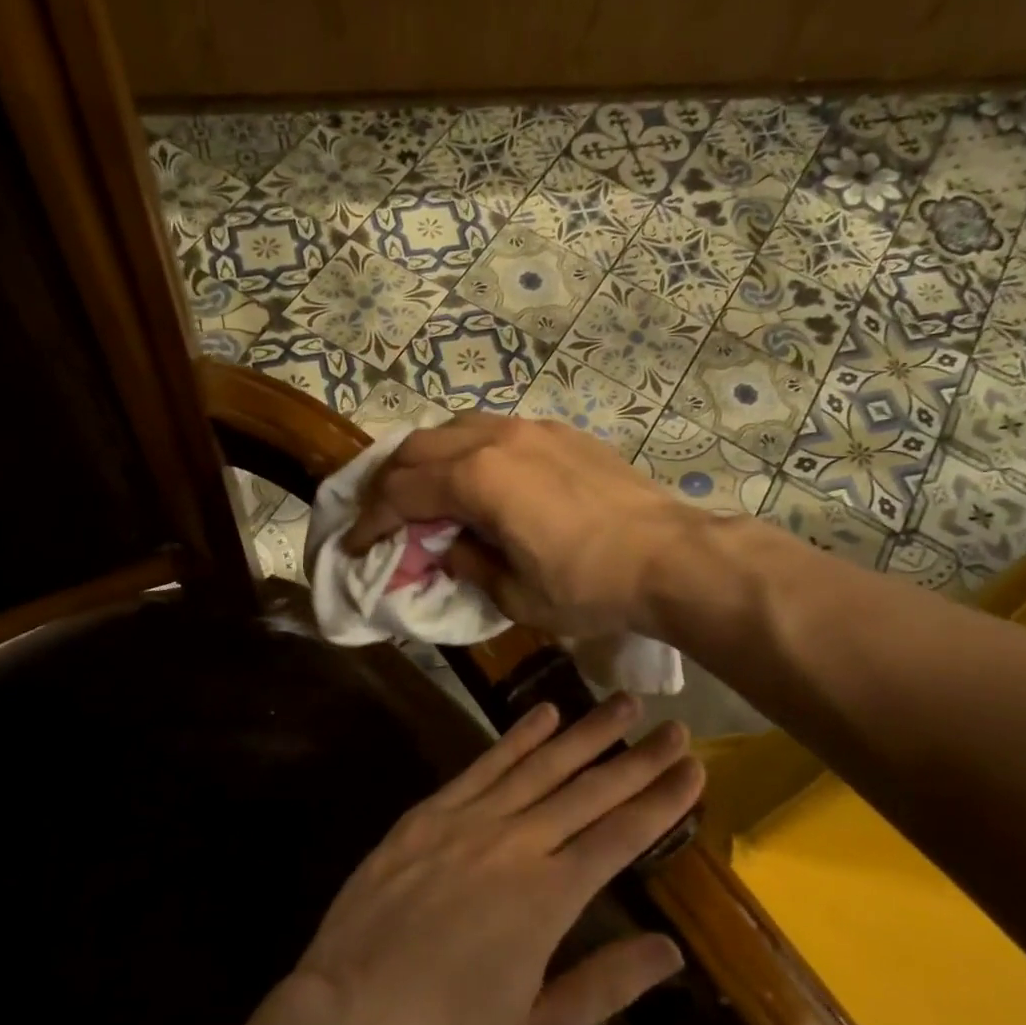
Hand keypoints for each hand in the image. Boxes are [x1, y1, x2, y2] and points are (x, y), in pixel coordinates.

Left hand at [295, 694, 701, 1024]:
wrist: (351, 1008)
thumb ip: (605, 986)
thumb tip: (670, 949)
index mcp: (549, 896)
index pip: (621, 836)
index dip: (661, 800)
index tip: (693, 768)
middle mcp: (518, 843)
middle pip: (590, 790)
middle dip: (639, 757)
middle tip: (675, 726)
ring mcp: (471, 819)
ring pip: (542, 765)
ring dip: (586, 732)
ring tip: (623, 703)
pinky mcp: (431, 812)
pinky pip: (484, 764)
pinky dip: (518, 736)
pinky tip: (545, 713)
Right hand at [342, 415, 697, 639]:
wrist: (670, 556)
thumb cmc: (589, 586)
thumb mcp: (516, 595)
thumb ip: (468, 565)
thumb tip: (446, 548)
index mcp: (477, 478)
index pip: (401, 492)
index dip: (371, 521)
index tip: (354, 546)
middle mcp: (496, 439)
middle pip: (418, 448)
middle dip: (388, 483)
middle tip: (379, 516)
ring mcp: (531, 429)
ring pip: (454, 428)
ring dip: (426, 459)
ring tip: (421, 492)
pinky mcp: (559, 432)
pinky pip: (493, 430)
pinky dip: (466, 450)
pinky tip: (475, 478)